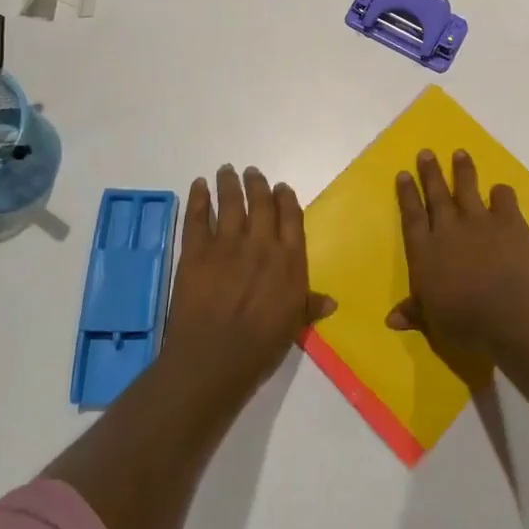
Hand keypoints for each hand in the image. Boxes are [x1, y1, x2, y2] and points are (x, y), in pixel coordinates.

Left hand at [162, 165, 334, 397]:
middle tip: (251, 172)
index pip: (291, 217)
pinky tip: (199, 185)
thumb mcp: (293, 325)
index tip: (280, 187)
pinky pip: (198, 217)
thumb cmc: (261, 346)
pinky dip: (199, 198)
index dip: (285, 198)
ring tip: (227, 170)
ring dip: (229, 183)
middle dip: (257, 184)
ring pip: (231, 202)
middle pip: (261, 203)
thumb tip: (332, 301)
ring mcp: (227, 244)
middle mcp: (261, 243)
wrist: (215, 357)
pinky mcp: (197, 251)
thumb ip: (309, 305)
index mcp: (289, 259)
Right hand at [388, 149, 528, 379]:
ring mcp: (480, 222)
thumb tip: (390, 319)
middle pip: (436, 195)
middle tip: (426, 152)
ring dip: (463, 170)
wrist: (511, 316)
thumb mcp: (433, 322)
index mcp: (426, 252)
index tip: (403, 174)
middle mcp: (449, 229)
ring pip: (467, 188)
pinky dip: (502, 193)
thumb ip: (414, 312)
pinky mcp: (509, 222)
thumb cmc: (466, 323)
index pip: (412, 216)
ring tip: (460, 153)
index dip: (407, 194)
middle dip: (430, 172)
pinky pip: (504, 199)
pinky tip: (501, 189)